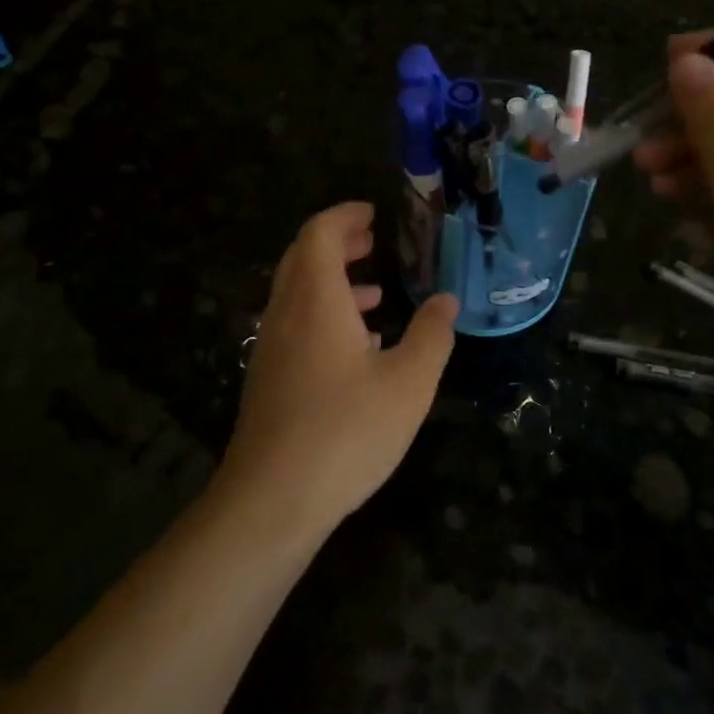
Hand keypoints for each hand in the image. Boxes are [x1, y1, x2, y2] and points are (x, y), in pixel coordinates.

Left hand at [214, 202, 457, 542]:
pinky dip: (322, 314)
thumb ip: (431, 336)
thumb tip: (446, 301)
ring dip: (331, 280)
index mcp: (316, 301)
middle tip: (372, 240)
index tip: (373, 213)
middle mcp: (286, 315)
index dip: (344, 216)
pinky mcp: (267, 379)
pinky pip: (293, 325)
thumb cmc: (346, 432)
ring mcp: (271, 348)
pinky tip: (355, 347)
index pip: (319, 234)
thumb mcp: (408, 384)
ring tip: (373, 292)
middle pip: (302, 257)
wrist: (271, 500)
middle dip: (337, 242)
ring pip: (296, 293)